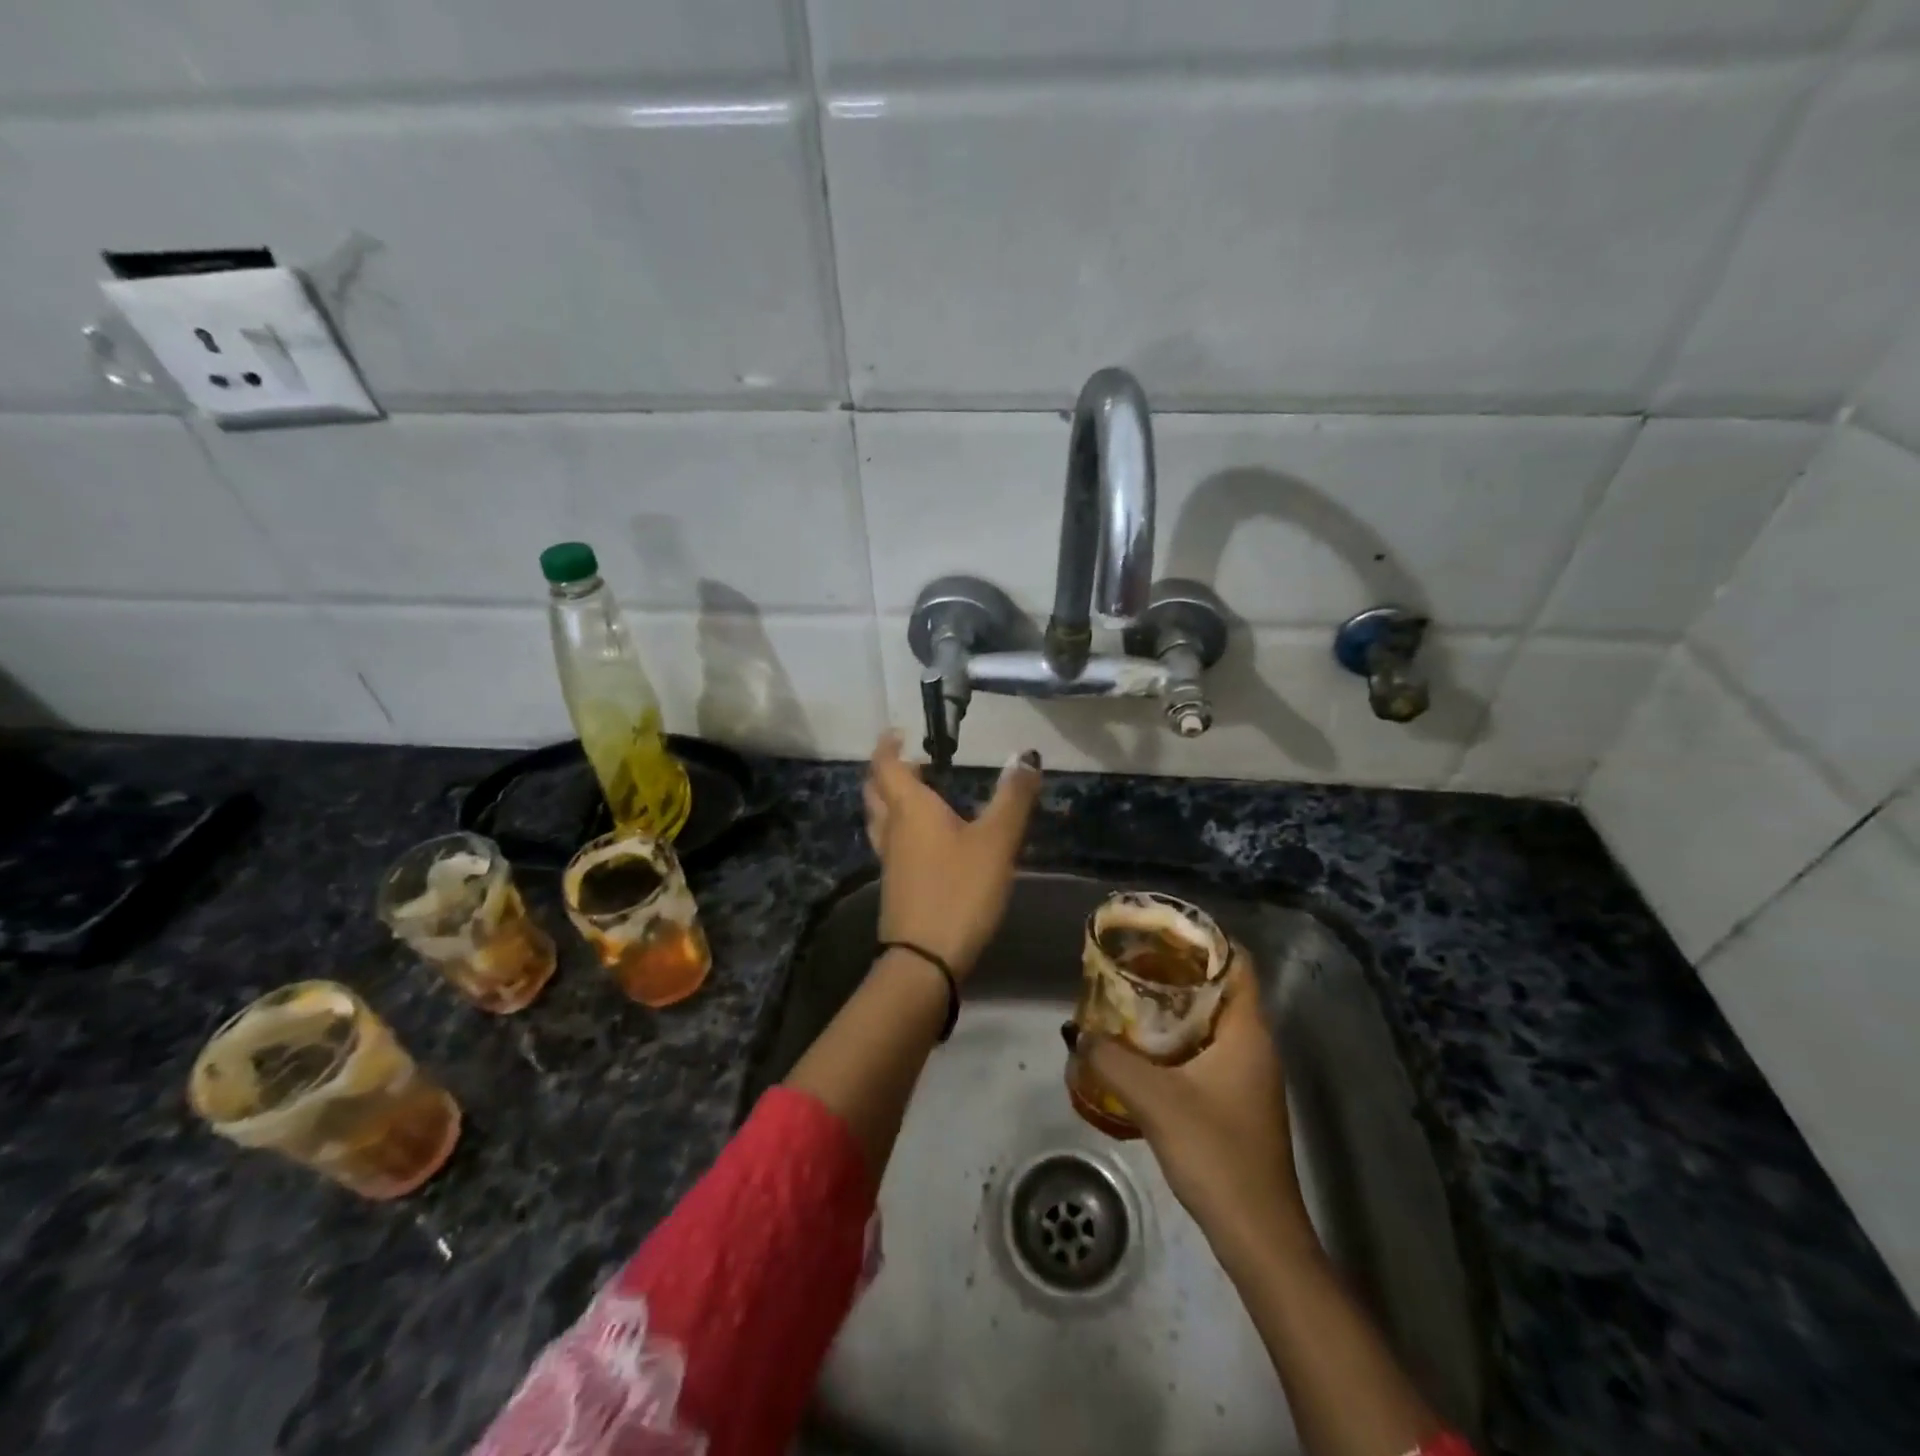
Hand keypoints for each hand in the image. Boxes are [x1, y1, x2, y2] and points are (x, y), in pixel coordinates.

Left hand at [862, 733, 1041, 977]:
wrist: (924, 960)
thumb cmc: (960, 891)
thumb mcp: (996, 842)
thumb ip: (1012, 798)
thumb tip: (1025, 755)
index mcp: (910, 809)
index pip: (886, 765)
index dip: (889, 745)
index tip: (900, 733)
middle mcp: (892, 830)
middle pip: (876, 791)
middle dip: (889, 772)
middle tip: (913, 763)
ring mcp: (889, 861)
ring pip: (880, 820)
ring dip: (891, 802)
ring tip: (919, 797)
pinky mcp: (895, 888)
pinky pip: (890, 845)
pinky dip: (901, 830)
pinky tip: (925, 843)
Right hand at [1082, 952, 1316, 1257]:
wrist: (1258, 1235)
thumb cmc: (1216, 1153)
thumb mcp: (1154, 1100)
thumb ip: (1111, 1060)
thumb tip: (1076, 1032)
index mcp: (1248, 1032)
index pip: (1238, 962)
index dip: (1204, 938)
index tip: (1161, 930)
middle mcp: (1255, 1045)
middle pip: (1221, 988)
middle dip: (1179, 970)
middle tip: (1133, 961)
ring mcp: (1249, 1076)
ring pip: (1212, 1021)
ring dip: (1176, 1006)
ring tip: (1130, 996)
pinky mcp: (1238, 1101)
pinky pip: (1208, 1050)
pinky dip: (1178, 1039)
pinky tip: (1143, 1049)